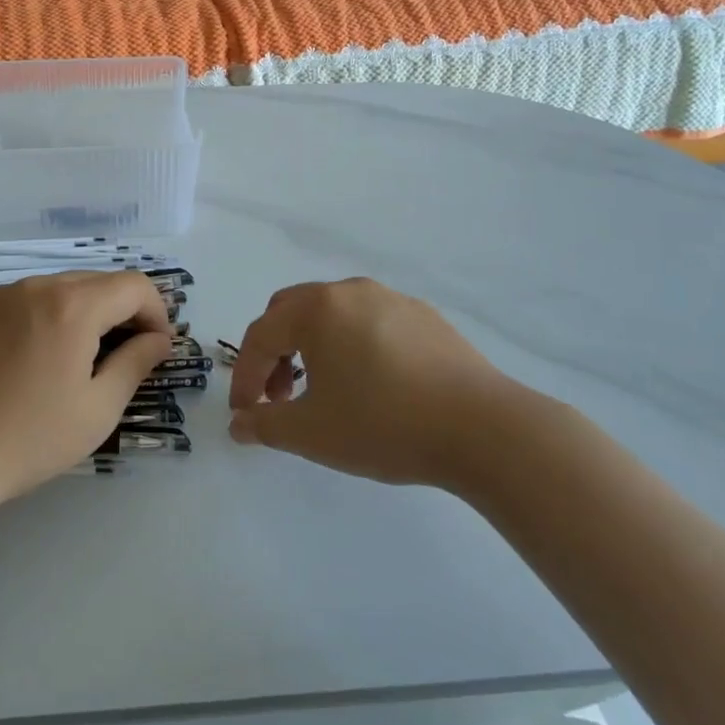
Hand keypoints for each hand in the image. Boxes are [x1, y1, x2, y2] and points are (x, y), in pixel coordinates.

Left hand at [0, 271, 172, 508]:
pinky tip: (22, 362)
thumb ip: (136, 364)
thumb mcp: (97, 410)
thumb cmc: (27, 439)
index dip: (156, 312)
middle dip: (119, 311)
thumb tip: (158, 339)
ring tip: (68, 361)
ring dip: (76, 314)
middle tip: (121, 356)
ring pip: (53, 289)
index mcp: (72, 306)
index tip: (155, 347)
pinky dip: (35, 319)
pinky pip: (16, 301)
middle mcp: (34, 286)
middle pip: (94, 282)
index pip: (133, 286)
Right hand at [228, 278, 532, 488]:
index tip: (245, 414)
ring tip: (326, 392)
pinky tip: (373, 384)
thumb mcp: (312, 433)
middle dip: (276, 353)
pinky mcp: (424, 316)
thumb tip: (240, 424)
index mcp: (316, 309)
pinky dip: (352, 346)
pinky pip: (370, 322)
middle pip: (291, 312)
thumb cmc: (384, 424)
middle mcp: (349, 291)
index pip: (261, 336)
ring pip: (333, 315)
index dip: (245, 376)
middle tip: (281, 396)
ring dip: (313, 348)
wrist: (484, 428)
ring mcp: (391, 299)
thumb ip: (265, 425)